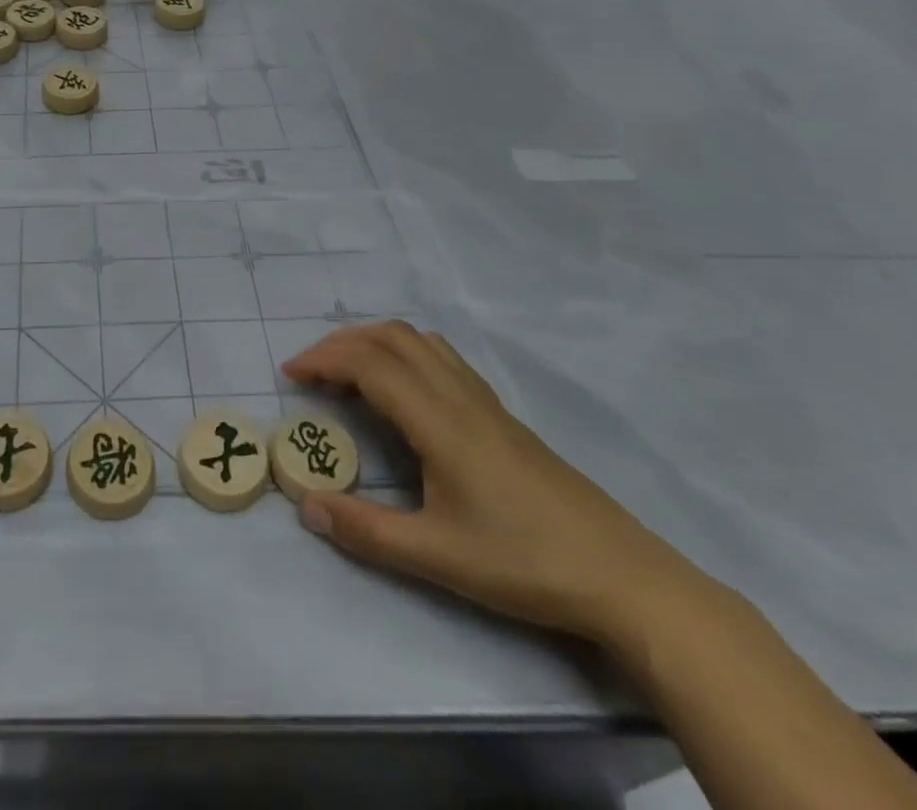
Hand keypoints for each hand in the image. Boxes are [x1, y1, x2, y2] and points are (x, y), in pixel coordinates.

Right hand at [283, 322, 713, 647]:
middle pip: (391, 337)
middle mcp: (459, 396)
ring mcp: (485, 402)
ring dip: (374, 342)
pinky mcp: (501, 415)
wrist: (625, 579)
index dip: (324, 360)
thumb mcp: (437, 557)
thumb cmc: (525, 563)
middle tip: (310, 371)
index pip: (370, 363)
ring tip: (347, 373)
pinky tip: (401, 393)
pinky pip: (442, 358)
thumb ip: (366, 531)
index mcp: (439, 420)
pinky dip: (404, 354)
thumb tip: (306, 506)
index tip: (291, 376)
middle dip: (341, 343)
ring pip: (419, 341)